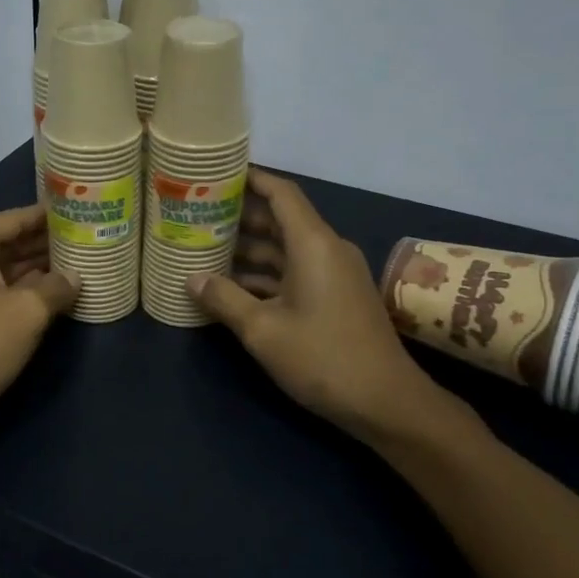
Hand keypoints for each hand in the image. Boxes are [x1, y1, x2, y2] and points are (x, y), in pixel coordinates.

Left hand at [0, 205, 78, 447]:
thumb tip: (76, 277)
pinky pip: (3, 295)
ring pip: (9, 271)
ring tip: (83, 263)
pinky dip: (29, 293)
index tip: (81, 208)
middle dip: (48, 242)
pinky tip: (60, 296)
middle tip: (89, 237)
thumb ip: (57, 287)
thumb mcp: (28, 311)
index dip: (48, 214)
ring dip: (42, 270)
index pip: (15, 218)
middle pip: (11, 242)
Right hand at [188, 169, 476, 448]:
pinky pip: (296, 272)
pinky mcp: (337, 298)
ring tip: (207, 251)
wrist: (386, 402)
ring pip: (286, 250)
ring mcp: (335, 275)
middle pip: (281, 221)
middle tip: (199, 217)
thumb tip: (192, 279)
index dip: (251, 179)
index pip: (282, 193)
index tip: (218, 175)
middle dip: (241, 218)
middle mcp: (326, 250)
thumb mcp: (263, 330)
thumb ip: (224, 299)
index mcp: (313, 244)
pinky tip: (234, 288)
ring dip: (250, 251)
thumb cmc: (322, 358)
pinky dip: (267, 275)